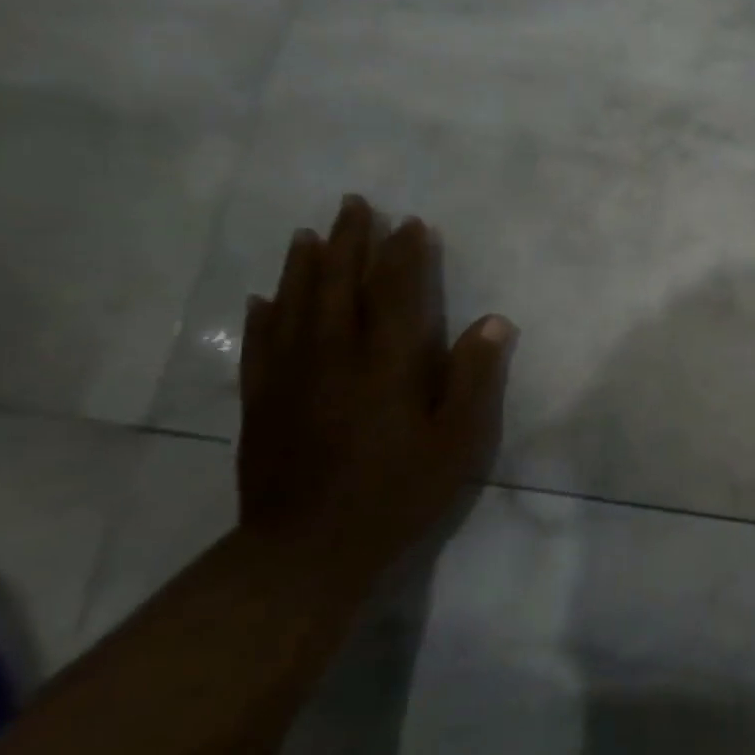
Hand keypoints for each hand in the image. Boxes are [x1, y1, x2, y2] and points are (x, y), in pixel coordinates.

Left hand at [236, 195, 515, 577]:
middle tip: (354, 204)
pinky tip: (263, 299)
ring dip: (303, 265)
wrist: (308, 550)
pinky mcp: (261, 402)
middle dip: (349, 241)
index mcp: (386, 364)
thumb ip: (474, 378)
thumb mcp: (457, 442)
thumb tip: (494, 321)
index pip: (396, 292)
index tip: (412, 222)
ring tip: (307, 233)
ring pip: (294, 305)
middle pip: (339, 285)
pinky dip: (262, 316)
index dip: (405, 254)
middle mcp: (333, 357)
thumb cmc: (397, 493)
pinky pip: (260, 346)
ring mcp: (290, 378)